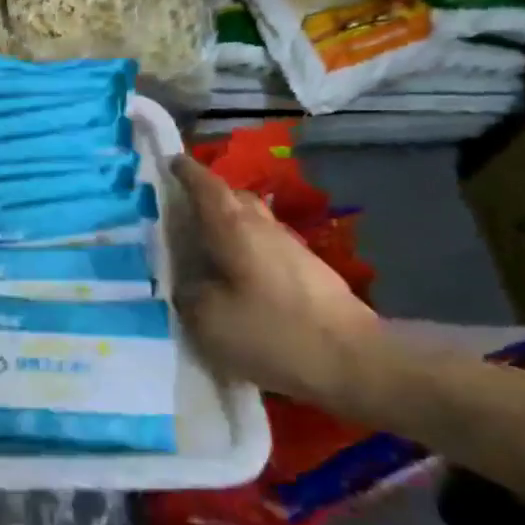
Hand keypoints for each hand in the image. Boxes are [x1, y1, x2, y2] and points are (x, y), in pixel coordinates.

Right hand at [172, 155, 382, 408]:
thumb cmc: (272, 332)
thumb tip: (185, 283)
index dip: (186, 171)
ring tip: (205, 244)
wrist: (354, 362)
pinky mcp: (309, 274)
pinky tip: (236, 276)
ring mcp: (292, 249)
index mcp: (233, 228)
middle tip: (183, 209)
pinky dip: (246, 250)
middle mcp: (263, 228)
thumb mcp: (207, 318)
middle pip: (235, 198)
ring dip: (230, 225)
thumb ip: (187, 293)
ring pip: (254, 223)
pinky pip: (267, 248)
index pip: (206, 186)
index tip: (169, 162)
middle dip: (209, 196)